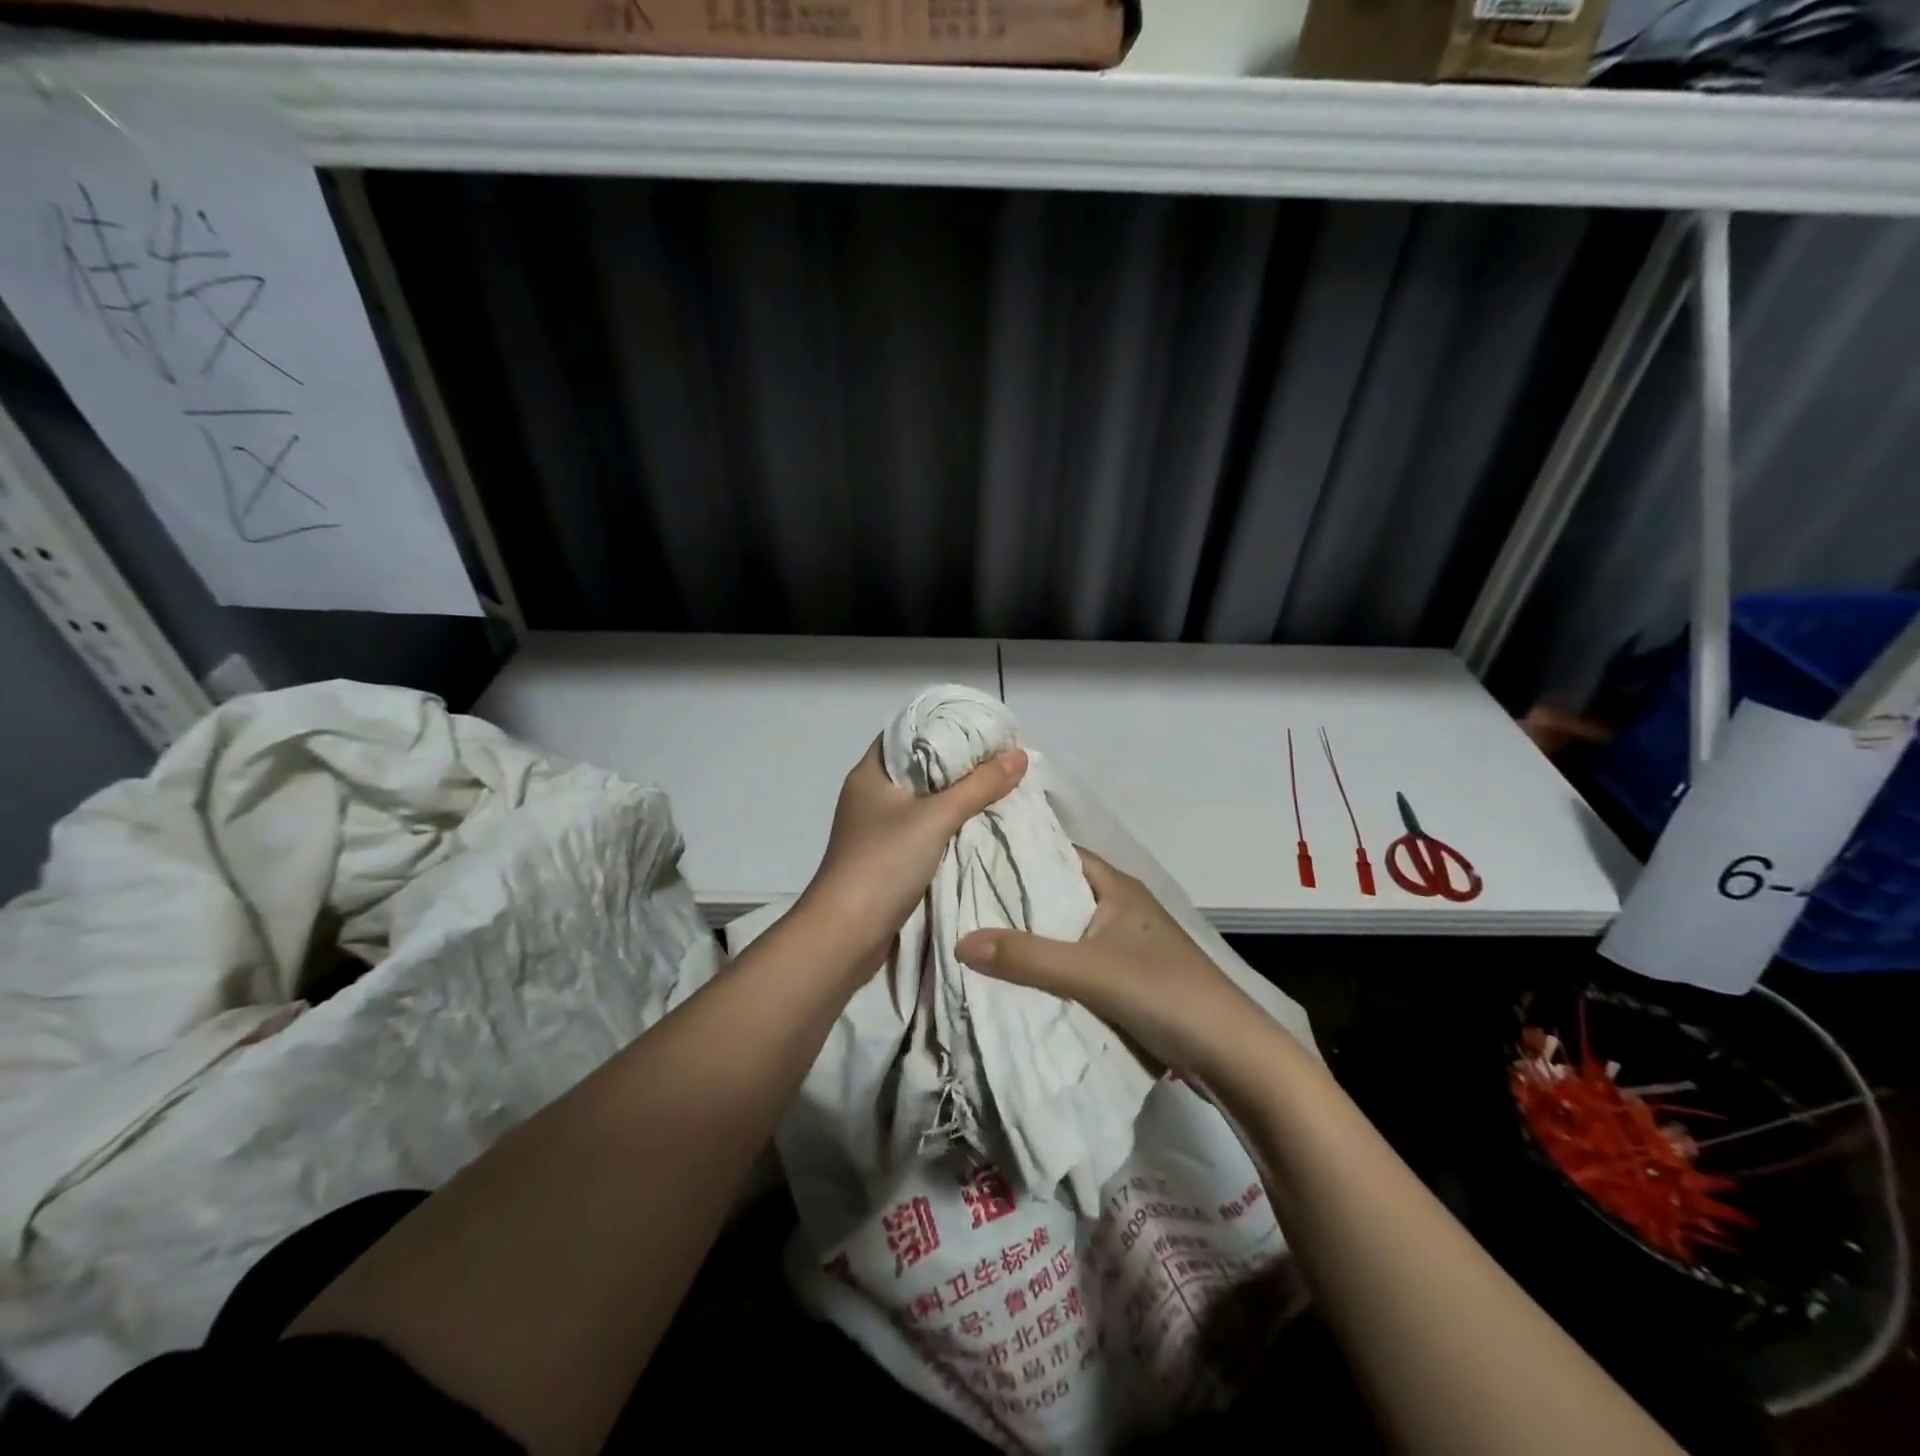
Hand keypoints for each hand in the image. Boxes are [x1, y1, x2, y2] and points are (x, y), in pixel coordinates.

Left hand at [798, 737, 1027, 975]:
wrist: (846, 933)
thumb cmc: (884, 862)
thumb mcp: (936, 818)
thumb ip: (978, 786)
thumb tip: (1019, 755)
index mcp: (870, 773)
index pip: (907, 732)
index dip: (944, 726)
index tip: (982, 729)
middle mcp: (869, 795)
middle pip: (918, 767)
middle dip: (958, 764)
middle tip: (1000, 759)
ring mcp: (875, 829)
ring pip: (922, 801)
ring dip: (954, 797)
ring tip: (996, 788)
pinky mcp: (885, 858)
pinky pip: (922, 830)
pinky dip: (947, 825)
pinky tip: (977, 826)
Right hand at [955, 849, 1270, 1080]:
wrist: (1232, 1055)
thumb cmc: (1163, 992)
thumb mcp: (1089, 972)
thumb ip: (1027, 957)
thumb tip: (960, 941)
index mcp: (1118, 887)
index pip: (1060, 854)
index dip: (1021, 853)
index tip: (975, 855)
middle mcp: (1122, 907)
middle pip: (1061, 893)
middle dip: (1019, 899)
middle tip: (966, 900)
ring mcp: (1128, 944)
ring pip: (1069, 931)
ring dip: (1035, 937)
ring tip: (982, 936)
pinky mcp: (1131, 978)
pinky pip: (1080, 962)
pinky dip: (1053, 967)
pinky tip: (1021, 978)